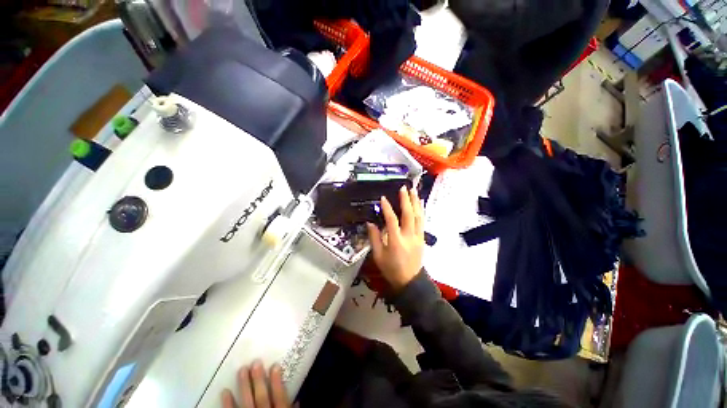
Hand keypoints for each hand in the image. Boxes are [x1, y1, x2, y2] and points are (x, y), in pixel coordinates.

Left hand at [221, 361, 289, 407]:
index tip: (275, 365)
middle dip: (258, 379)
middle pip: (262, 397)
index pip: (279, 396)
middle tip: (256, 362)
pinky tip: (225, 391)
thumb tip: (297, 399)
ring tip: (242, 370)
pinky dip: (228, 404)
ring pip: (247, 402)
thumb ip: (290, 407)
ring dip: (244, 386)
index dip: (277, 381)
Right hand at [367, 186, 424, 290]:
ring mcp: (418, 237)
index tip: (383, 198)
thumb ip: (374, 238)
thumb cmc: (391, 269)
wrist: (410, 281)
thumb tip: (370, 223)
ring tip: (414, 191)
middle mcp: (409, 237)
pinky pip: (422, 222)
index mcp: (396, 241)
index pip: (392, 221)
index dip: (387, 208)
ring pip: (418, 217)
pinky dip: (421, 211)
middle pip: (409, 215)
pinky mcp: (422, 238)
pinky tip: (420, 204)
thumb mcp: (378, 256)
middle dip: (406, 200)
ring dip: (416, 203)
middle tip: (403, 188)